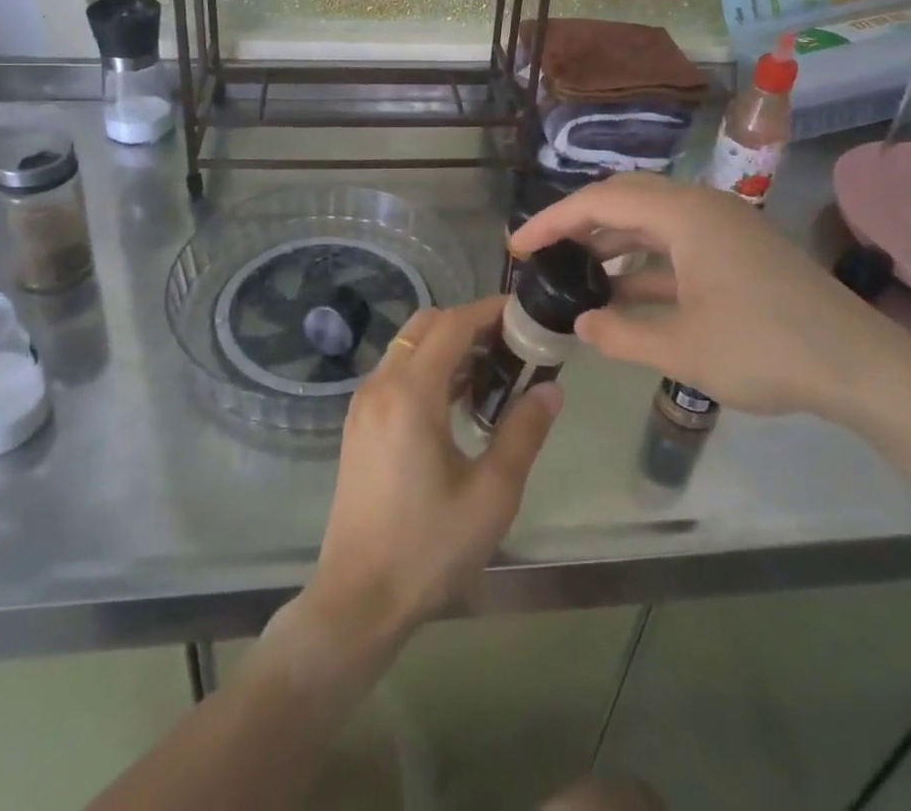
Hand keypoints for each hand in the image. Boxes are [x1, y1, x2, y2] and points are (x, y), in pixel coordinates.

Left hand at [299, 297, 561, 648]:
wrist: (358, 598)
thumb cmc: (429, 547)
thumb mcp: (492, 493)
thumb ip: (523, 433)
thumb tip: (552, 390)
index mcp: (411, 393)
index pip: (452, 323)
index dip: (489, 311)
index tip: (525, 316)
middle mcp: (381, 384)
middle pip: (427, 326)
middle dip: (469, 324)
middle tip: (511, 347)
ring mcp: (364, 403)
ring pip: (408, 347)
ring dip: (448, 347)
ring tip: (492, 374)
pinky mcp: (358, 423)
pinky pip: (396, 373)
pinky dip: (427, 368)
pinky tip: (456, 403)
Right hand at [510, 173, 905, 422]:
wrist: (862, 368)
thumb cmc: (767, 350)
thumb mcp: (683, 348)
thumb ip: (621, 333)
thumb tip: (582, 323)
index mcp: (685, 214)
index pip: (600, 201)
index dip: (552, 221)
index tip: (517, 247)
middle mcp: (701, 207)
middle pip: (623, 199)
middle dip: (577, 223)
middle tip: (540, 252)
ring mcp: (722, 228)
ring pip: (650, 220)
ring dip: (610, 241)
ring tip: (573, 270)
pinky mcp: (736, 251)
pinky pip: (675, 243)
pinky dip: (643, 261)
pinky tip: (622, 291)